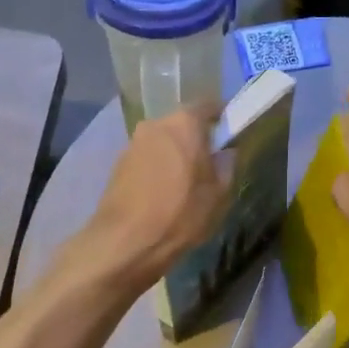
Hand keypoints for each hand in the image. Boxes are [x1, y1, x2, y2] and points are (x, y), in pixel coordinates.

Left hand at [83, 105, 230, 285]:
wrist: (125, 242)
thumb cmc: (180, 214)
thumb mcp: (218, 194)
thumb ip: (226, 166)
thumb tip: (225, 153)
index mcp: (184, 124)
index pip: (208, 106)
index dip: (221, 118)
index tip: (230, 134)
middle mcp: (155, 124)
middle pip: (182, 124)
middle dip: (196, 138)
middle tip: (209, 163)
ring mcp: (133, 143)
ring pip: (162, 141)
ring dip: (174, 154)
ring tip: (185, 182)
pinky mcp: (118, 163)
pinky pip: (147, 157)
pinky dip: (157, 167)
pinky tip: (163, 192)